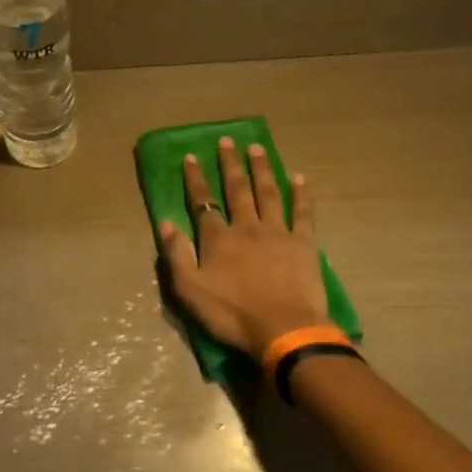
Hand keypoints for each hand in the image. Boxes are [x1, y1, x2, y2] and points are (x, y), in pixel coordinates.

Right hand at [158, 137, 329, 357]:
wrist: (283, 329)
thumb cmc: (232, 314)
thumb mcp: (190, 290)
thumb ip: (177, 255)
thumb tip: (166, 222)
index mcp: (218, 238)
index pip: (203, 202)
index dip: (196, 179)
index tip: (191, 156)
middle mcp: (247, 227)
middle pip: (237, 189)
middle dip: (230, 164)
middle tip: (228, 141)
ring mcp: (278, 233)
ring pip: (268, 193)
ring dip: (261, 169)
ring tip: (257, 148)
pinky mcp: (304, 243)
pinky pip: (303, 212)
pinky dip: (301, 194)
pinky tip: (299, 177)